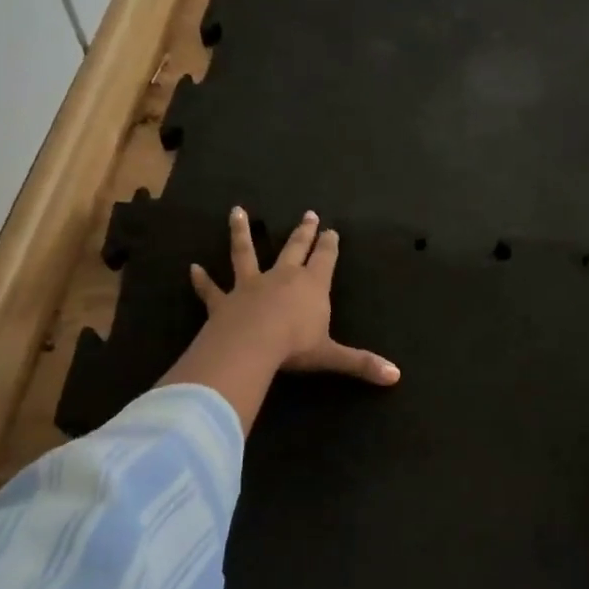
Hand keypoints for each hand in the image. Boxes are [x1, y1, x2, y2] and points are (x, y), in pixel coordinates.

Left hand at [188, 208, 399, 384]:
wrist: (251, 346)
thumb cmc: (295, 347)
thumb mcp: (332, 356)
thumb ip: (361, 364)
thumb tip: (396, 377)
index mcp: (312, 286)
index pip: (324, 259)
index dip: (329, 245)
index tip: (332, 230)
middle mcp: (282, 277)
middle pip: (294, 249)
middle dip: (303, 232)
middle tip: (308, 214)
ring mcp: (250, 285)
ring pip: (245, 254)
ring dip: (241, 233)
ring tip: (237, 211)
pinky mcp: (223, 301)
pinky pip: (211, 289)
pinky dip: (201, 280)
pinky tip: (192, 269)